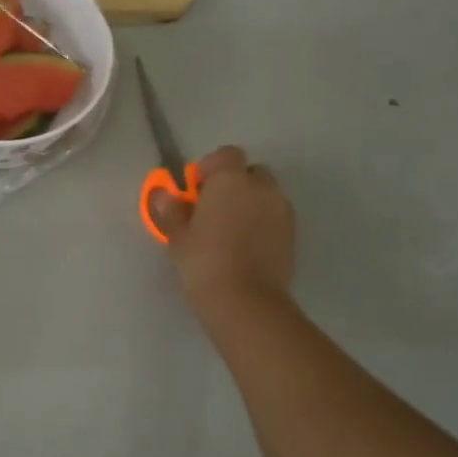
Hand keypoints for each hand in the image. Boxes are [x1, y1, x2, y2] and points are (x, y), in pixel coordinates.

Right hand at [148, 146, 295, 314]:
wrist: (246, 301)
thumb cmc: (204, 262)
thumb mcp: (178, 237)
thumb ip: (171, 211)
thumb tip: (164, 195)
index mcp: (230, 180)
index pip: (226, 154)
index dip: (211, 167)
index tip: (196, 188)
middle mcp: (262, 187)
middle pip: (251, 172)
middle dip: (234, 184)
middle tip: (213, 208)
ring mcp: (282, 210)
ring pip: (266, 195)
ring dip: (251, 203)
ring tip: (231, 229)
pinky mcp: (293, 234)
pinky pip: (276, 217)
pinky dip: (263, 222)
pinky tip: (246, 246)